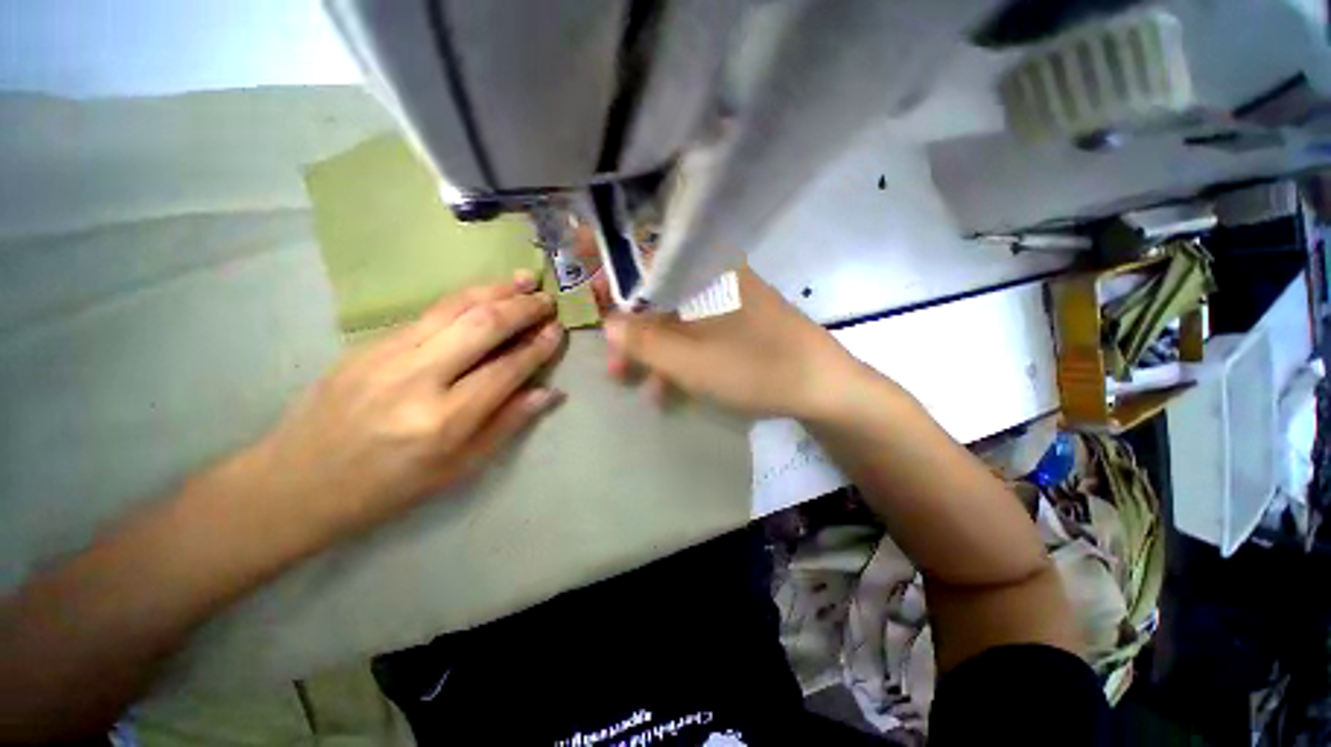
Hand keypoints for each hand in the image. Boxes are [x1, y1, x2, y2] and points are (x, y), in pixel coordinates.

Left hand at [244, 271, 564, 537]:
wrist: (297, 483)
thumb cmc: (388, 487)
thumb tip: (548, 393)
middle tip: (547, 300)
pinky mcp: (367, 344)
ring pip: (453, 308)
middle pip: (482, 326)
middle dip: (522, 308)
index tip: (558, 330)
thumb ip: (507, 424)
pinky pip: (427, 314)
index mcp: (444, 420)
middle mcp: (417, 379)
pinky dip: (464, 299)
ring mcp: (386, 355)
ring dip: (494, 290)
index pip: (506, 370)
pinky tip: (483, 294)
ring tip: (523, 280)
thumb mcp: (459, 469)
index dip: (538, 347)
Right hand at [603, 268, 856, 418]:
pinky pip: (694, 332)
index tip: (576, 254)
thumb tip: (608, 323)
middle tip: (604, 344)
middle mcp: (711, 277)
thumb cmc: (753, 368)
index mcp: (701, 271)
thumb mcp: (688, 361)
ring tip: (625, 379)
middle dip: (624, 317)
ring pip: (672, 315)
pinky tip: (663, 390)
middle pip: (654, 285)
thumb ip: (643, 341)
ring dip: (647, 345)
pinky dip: (675, 356)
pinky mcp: (734, 324)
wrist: (820, 387)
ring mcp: (724, 302)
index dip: (608, 249)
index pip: (644, 246)